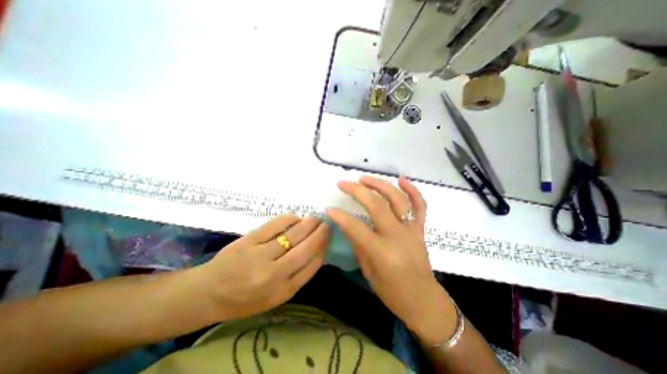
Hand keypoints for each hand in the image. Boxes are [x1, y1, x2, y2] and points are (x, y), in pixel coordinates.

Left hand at [191, 215, 328, 319]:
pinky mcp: (248, 241)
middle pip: (305, 249)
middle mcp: (274, 274)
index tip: (328, 238)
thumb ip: (298, 276)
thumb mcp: (275, 297)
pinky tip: (296, 217)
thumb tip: (317, 252)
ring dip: (308, 224)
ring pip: (293, 235)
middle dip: (320, 233)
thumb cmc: (245, 298)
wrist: (208, 293)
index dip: (323, 249)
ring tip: (315, 218)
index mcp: (283, 291)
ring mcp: (260, 256)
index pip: (311, 266)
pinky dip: (289, 219)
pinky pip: (274, 225)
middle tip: (326, 223)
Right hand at [328, 175, 458, 344]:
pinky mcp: (420, 228)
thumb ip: (358, 245)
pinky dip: (412, 190)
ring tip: (365, 178)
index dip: (340, 217)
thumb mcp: (369, 272)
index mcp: (382, 252)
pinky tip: (402, 179)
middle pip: (376, 206)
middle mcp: (398, 236)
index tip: (329, 208)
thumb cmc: (393, 293)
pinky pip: (420, 205)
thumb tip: (347, 225)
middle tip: (343, 183)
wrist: (424, 301)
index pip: (356, 228)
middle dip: (357, 191)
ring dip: (380, 185)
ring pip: (397, 199)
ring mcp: (411, 230)